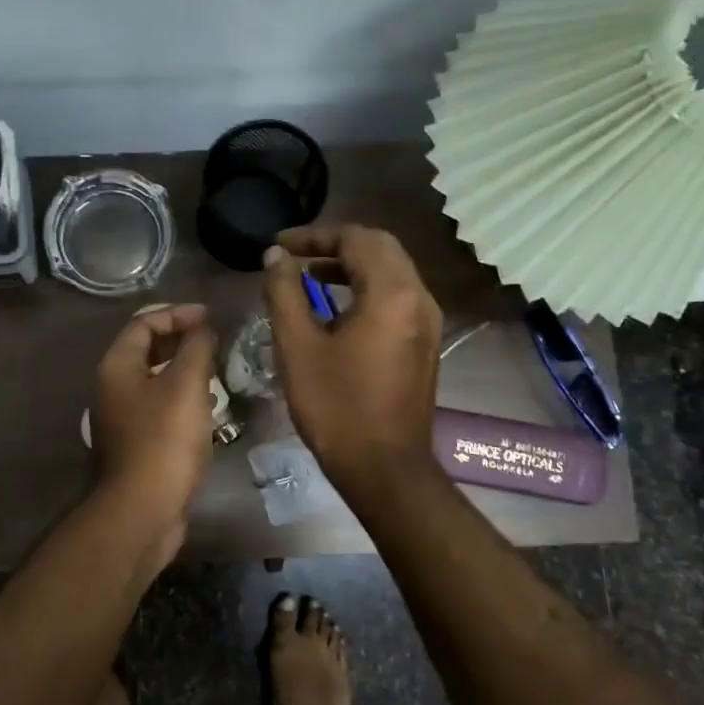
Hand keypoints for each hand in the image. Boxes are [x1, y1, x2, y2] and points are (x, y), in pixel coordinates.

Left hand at [89, 304, 217, 554]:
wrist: (142, 510)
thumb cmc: (164, 440)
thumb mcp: (186, 385)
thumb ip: (196, 349)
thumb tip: (202, 329)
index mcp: (117, 367)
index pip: (144, 323)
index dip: (177, 314)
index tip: (210, 317)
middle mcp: (113, 388)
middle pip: (146, 351)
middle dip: (181, 341)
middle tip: (215, 342)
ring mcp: (122, 419)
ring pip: (155, 382)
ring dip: (185, 372)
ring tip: (217, 372)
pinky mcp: (137, 445)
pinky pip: (160, 409)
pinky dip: (183, 400)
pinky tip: (208, 411)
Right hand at [262, 226, 442, 494]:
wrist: (384, 468)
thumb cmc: (336, 407)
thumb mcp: (298, 347)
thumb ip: (285, 293)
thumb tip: (276, 257)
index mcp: (392, 293)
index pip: (356, 239)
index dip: (314, 236)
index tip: (278, 246)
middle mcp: (419, 298)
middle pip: (380, 248)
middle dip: (335, 246)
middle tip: (295, 258)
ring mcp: (427, 322)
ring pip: (391, 272)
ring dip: (351, 267)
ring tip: (308, 280)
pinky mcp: (425, 343)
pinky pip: (397, 297)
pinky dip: (366, 289)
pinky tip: (335, 312)